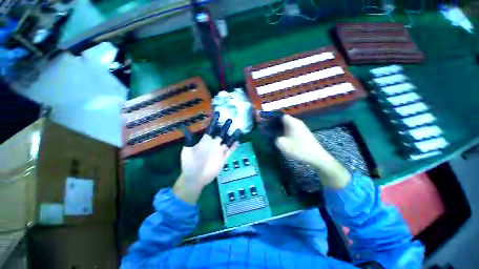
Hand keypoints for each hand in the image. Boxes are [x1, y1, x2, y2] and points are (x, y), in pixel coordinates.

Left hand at [173, 112, 240, 203]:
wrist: (195, 177)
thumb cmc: (189, 163)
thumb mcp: (187, 150)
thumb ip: (189, 139)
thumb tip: (184, 127)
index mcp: (205, 141)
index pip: (211, 129)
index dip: (215, 121)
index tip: (218, 113)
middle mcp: (213, 144)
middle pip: (221, 133)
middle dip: (226, 126)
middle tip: (231, 119)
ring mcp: (219, 151)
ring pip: (228, 141)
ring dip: (233, 136)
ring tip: (239, 129)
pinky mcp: (223, 158)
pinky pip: (230, 151)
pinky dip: (234, 147)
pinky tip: (238, 142)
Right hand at [260, 112, 350, 188]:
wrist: (316, 156)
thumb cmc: (298, 148)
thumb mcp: (282, 144)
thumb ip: (274, 137)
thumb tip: (270, 134)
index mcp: (292, 122)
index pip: (280, 116)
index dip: (272, 119)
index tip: (266, 123)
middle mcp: (297, 122)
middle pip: (284, 120)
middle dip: (275, 124)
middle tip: (268, 129)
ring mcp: (301, 128)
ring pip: (288, 125)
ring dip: (280, 128)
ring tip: (274, 134)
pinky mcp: (303, 133)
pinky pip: (292, 129)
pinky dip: (286, 132)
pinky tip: (283, 138)